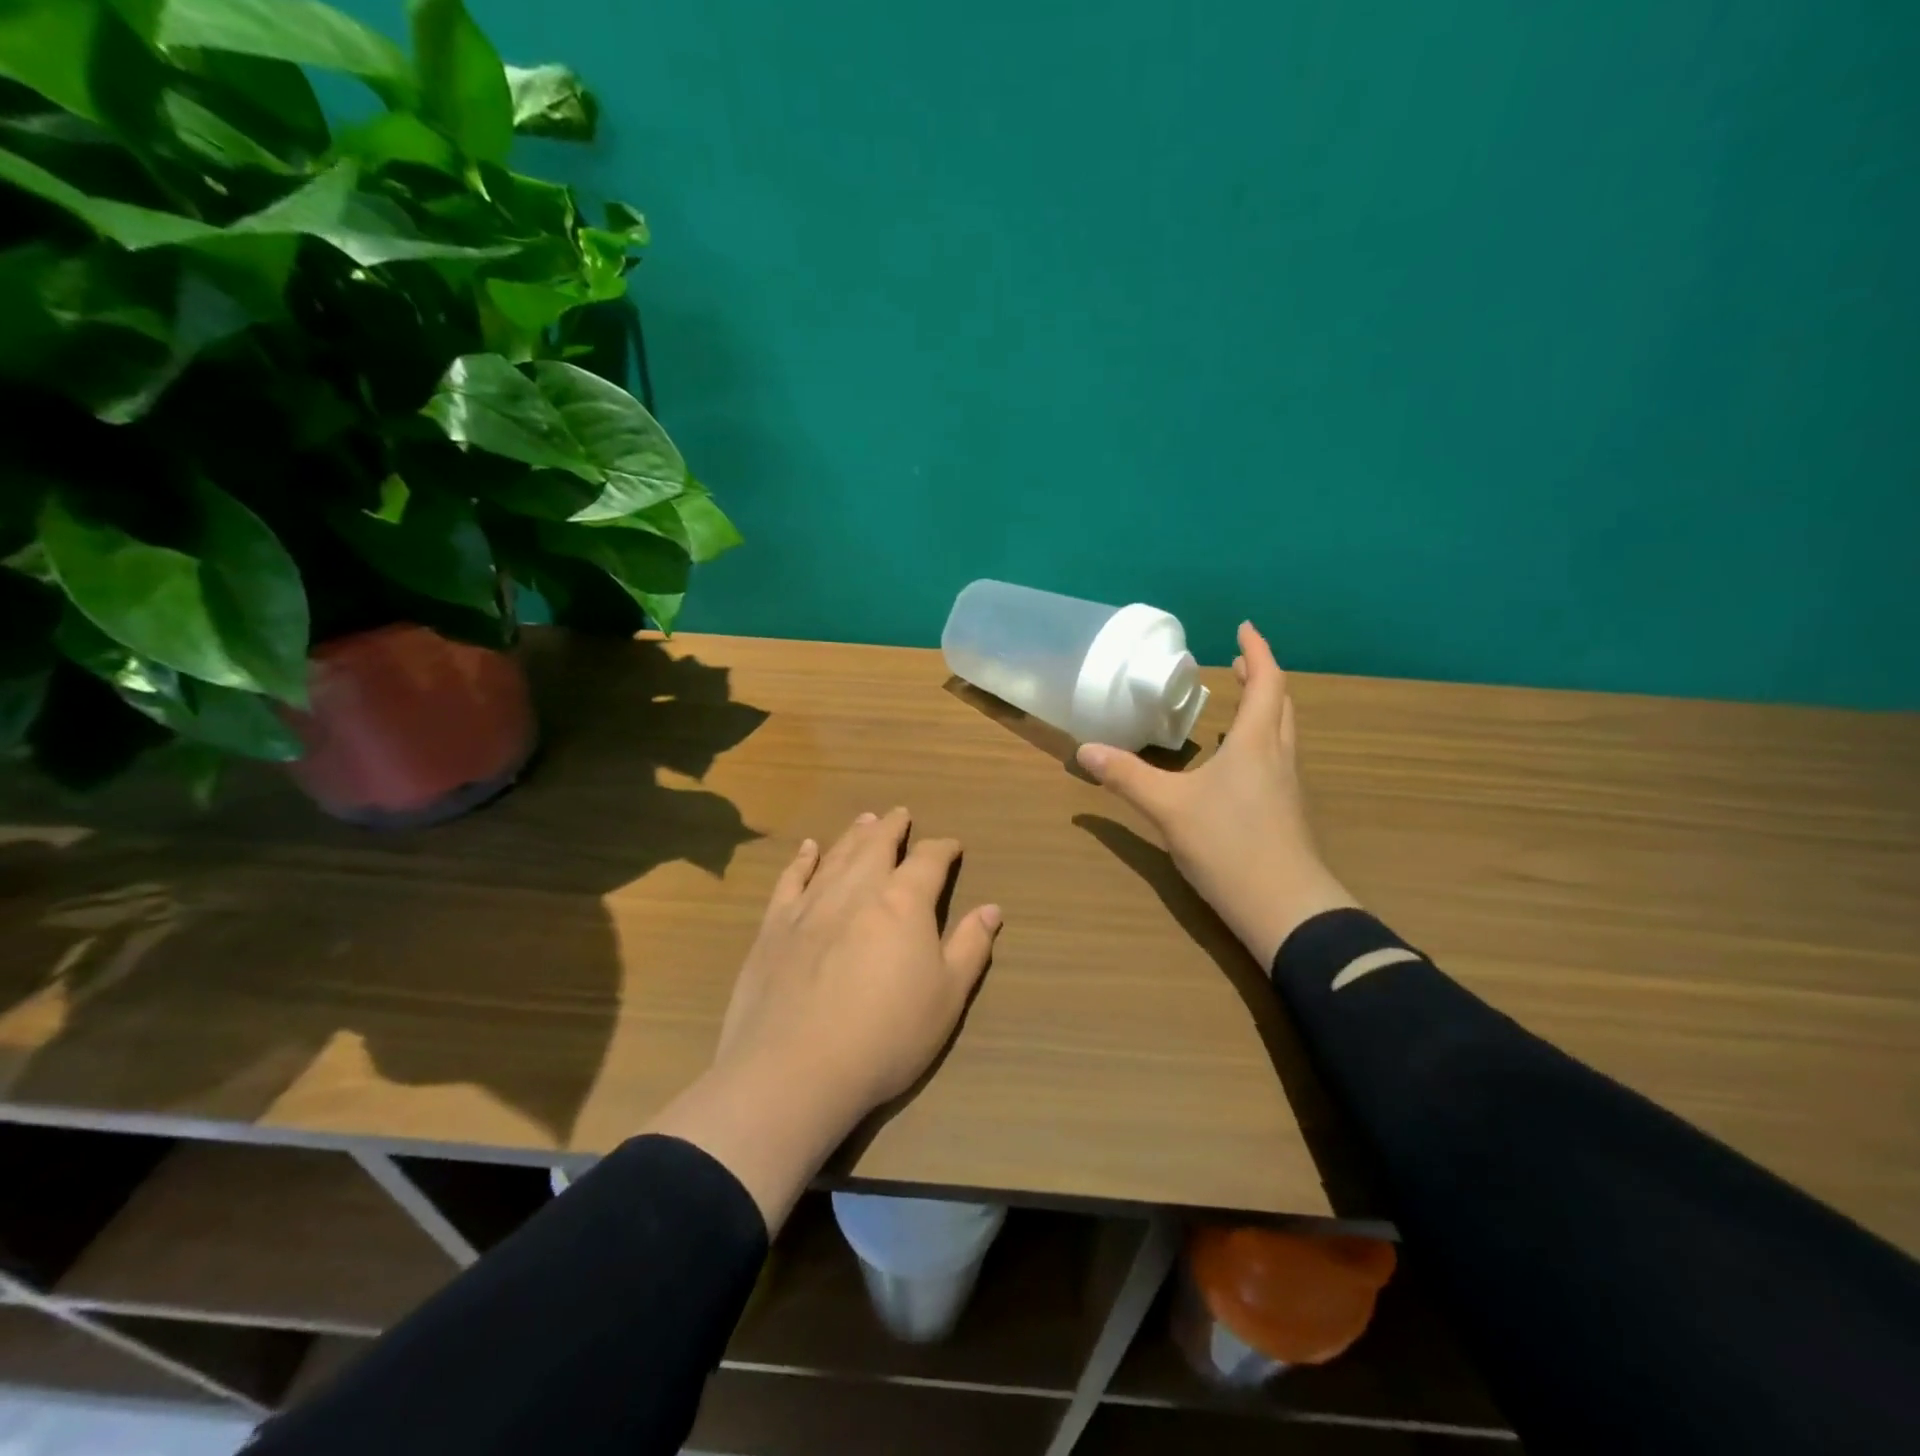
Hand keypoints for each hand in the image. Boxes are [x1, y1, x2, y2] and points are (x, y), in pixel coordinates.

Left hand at [716, 807, 1001, 1119]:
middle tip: (899, 814)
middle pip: (878, 845)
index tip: (952, 845)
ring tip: (864, 819)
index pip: (929, 860)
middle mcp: (857, 889)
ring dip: (854, 835)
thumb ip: (971, 947)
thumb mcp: (947, 997)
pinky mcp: (775, 925)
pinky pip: (791, 880)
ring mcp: (812, 904)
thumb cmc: (886, 1035)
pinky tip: (808, 849)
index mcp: (904, 902)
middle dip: (892, 827)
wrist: (795, 1068)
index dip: (943, 848)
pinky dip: (802, 860)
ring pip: (837, 855)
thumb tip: (992, 909)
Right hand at [1077, 621, 1356, 967]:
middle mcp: (1279, 756)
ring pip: (1282, 734)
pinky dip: (1260, 742)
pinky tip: (1236, 765)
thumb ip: (1127, 777)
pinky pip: (1276, 759)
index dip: (1257, 651)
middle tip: (1239, 665)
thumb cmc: (1229, 845)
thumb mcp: (1169, 808)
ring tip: (1238, 706)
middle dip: (1262, 678)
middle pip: (1281, 704)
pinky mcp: (1287, 813)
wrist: (1286, 908)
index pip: (1266, 682)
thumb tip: (1085, 750)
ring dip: (1265, 710)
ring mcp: (1288, 787)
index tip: (1244, 628)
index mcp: (1257, 743)